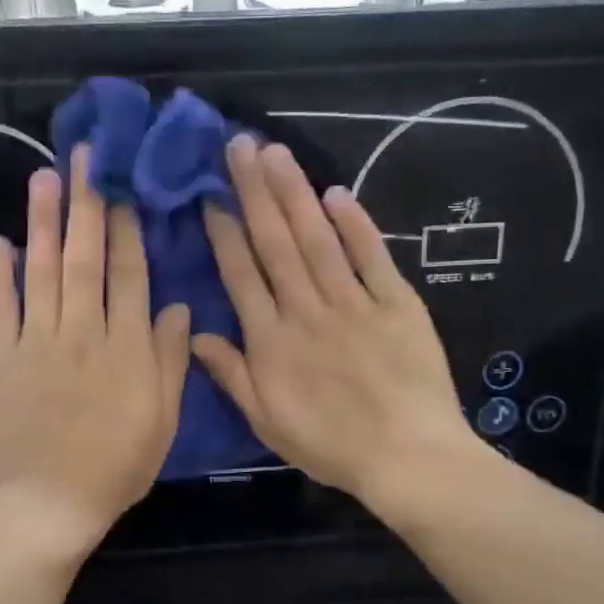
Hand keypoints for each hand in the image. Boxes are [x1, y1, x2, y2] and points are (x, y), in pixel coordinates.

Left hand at [0, 144, 191, 559]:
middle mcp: (82, 332)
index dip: (129, 228)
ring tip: (44, 178)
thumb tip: (178, 307)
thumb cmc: (118, 464)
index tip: (125, 188)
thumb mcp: (163, 418)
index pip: (130, 274)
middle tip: (84, 157)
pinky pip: (0, 309)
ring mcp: (36, 343)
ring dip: (43, 223)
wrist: (50, 501)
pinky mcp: (1, 359)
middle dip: (86, 204)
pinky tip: (1, 243)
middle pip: (85, 258)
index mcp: (126, 347)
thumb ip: (170, 359)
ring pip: (42, 272)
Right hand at [192, 136, 478, 511]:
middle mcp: (306, 311)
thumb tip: (195, 334)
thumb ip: (232, 374)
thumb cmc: (331, 447)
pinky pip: (373, 257)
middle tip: (239, 145)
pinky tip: (337, 192)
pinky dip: (356, 224)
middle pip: (276, 243)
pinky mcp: (397, 304)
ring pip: (317, 240)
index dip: (224, 231)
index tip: (210, 193)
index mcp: (272, 341)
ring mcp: (354, 303)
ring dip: (294, 194)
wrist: (408, 458)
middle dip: (255, 191)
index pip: (241, 274)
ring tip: (275, 153)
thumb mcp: (267, 422)